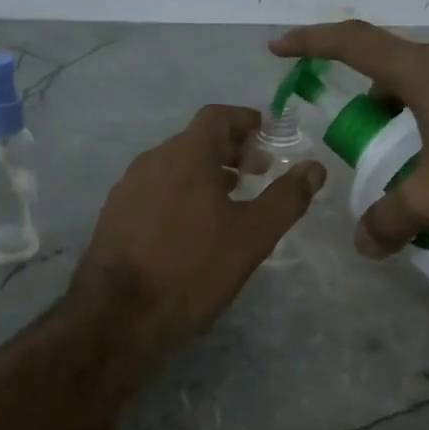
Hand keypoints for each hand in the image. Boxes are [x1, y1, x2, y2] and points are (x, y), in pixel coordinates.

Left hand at [74, 105, 326, 343]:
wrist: (119, 312)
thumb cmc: (193, 267)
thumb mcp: (252, 236)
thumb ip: (286, 198)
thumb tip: (314, 168)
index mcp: (186, 154)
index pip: (217, 116)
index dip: (246, 121)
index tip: (268, 137)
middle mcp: (152, 160)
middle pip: (195, 140)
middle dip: (230, 150)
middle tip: (256, 174)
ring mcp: (128, 187)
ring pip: (173, 165)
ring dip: (204, 172)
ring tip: (228, 200)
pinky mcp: (114, 213)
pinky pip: (155, 188)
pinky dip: (180, 192)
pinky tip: (190, 226)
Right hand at [269, 23, 428, 255]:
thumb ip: (392, 220)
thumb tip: (363, 243)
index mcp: (428, 72)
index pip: (354, 43)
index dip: (311, 42)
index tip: (279, 47)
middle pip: (396, 74)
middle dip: (374, 109)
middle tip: (371, 150)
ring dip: (417, 123)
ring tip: (424, 172)